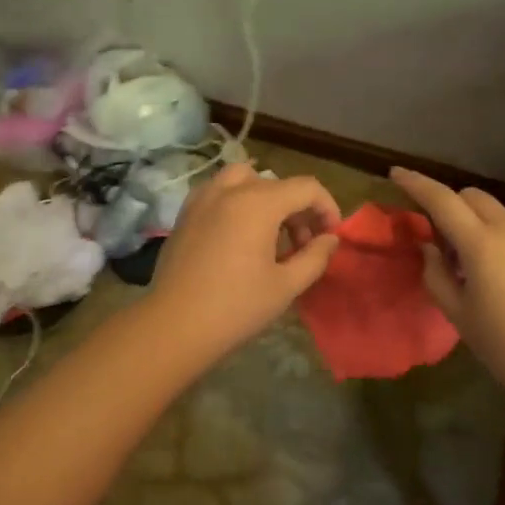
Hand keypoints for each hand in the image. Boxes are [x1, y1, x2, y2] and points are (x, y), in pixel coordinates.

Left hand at [152, 163, 341, 352]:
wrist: (174, 325)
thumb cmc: (236, 307)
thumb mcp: (286, 285)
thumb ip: (315, 256)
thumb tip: (329, 239)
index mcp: (259, 202)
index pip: (306, 188)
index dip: (327, 207)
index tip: (331, 236)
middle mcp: (230, 190)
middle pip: (277, 184)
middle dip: (298, 210)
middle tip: (304, 246)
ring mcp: (203, 197)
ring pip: (245, 180)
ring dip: (267, 198)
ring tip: (271, 235)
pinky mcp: (185, 212)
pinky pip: (219, 191)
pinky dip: (237, 201)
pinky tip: (239, 234)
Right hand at [390, 167, 504, 400]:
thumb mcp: (459, 315)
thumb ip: (436, 275)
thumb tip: (430, 249)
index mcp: (482, 244)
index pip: (442, 199)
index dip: (416, 183)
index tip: (396, 173)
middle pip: (473, 197)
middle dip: (450, 205)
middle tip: (441, 240)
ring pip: (498, 216)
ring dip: (477, 226)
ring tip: (475, 270)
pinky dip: (503, 243)